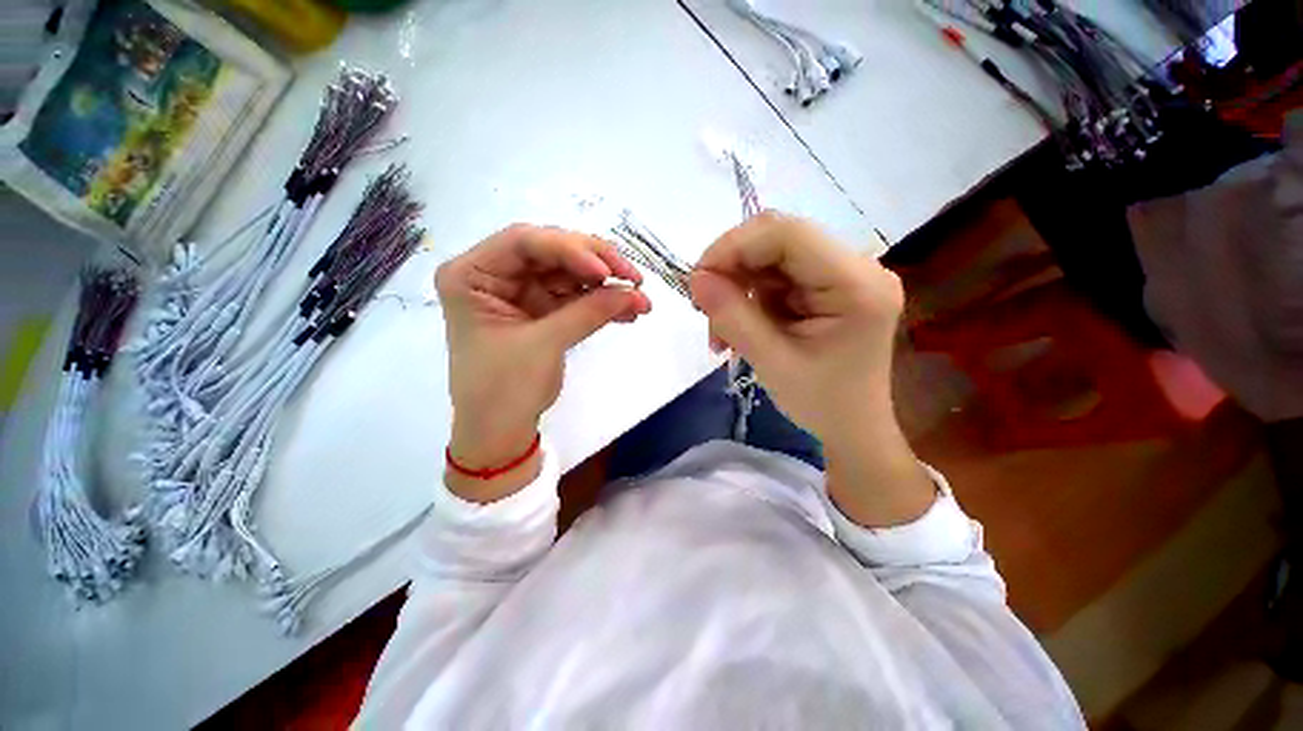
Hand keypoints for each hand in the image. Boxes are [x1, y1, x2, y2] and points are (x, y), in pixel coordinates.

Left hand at [436, 224, 650, 500]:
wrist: (500, 433)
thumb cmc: (503, 390)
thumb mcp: (544, 345)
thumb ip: (589, 312)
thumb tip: (635, 292)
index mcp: (472, 274)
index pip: (523, 242)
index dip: (570, 249)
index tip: (606, 272)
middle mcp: (496, 275)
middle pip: (552, 252)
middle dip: (597, 264)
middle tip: (634, 278)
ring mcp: (522, 293)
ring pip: (571, 274)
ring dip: (607, 286)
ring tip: (640, 300)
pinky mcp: (543, 311)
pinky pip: (577, 298)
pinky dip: (603, 304)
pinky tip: (628, 312)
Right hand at [690, 211, 902, 448]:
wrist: (852, 428)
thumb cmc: (821, 404)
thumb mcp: (772, 362)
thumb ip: (733, 317)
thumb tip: (696, 278)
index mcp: (857, 284)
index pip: (788, 234)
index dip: (734, 246)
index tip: (698, 280)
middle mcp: (856, 266)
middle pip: (777, 241)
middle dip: (731, 269)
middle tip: (704, 307)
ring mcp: (842, 274)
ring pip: (769, 259)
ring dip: (736, 289)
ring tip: (721, 333)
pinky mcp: (826, 286)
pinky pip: (774, 277)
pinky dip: (747, 299)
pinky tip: (738, 328)